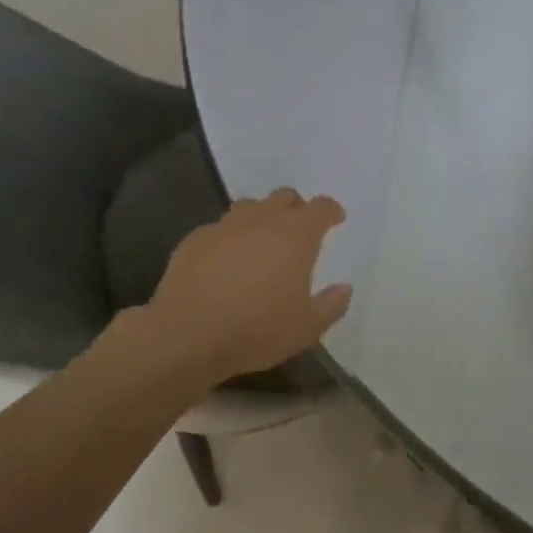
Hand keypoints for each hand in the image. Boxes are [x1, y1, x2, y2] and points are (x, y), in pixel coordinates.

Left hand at [144, 188, 351, 384]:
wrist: (188, 335)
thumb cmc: (258, 330)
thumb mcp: (307, 328)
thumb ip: (331, 305)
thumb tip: (344, 288)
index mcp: (296, 236)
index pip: (321, 208)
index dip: (331, 211)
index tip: (336, 219)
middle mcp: (261, 220)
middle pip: (284, 197)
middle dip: (296, 208)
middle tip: (299, 229)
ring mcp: (224, 226)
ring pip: (249, 206)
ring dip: (261, 217)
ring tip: (262, 240)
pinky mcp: (194, 240)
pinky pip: (219, 228)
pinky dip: (230, 237)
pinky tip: (226, 261)